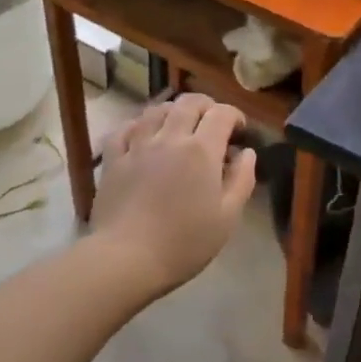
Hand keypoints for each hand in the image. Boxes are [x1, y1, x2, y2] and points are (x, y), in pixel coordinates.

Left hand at [91, 94, 256, 297]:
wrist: (127, 258)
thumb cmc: (184, 242)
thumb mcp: (227, 217)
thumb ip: (242, 179)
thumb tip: (247, 153)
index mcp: (201, 150)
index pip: (221, 114)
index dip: (235, 116)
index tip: (240, 131)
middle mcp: (169, 137)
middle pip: (189, 103)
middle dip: (206, 106)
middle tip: (213, 123)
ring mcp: (137, 146)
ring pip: (156, 110)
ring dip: (173, 111)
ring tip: (179, 127)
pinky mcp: (113, 159)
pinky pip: (125, 129)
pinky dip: (138, 125)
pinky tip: (143, 135)